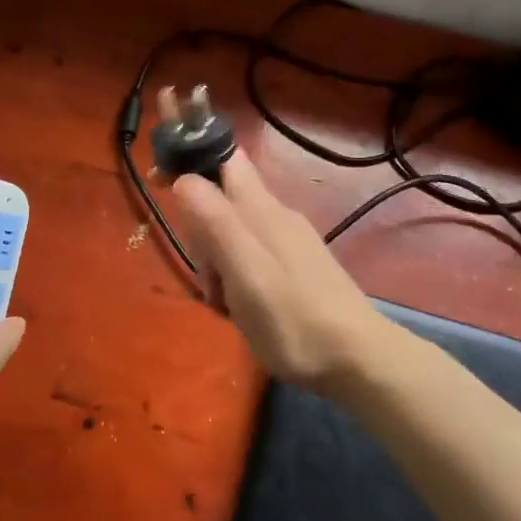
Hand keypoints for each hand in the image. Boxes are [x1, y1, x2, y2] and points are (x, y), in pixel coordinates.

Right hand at [171, 152, 387, 393]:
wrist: (358, 361)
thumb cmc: (293, 319)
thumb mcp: (246, 272)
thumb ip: (216, 223)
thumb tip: (184, 178)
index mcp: (262, 210)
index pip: (225, 158)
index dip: (193, 163)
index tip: (162, 185)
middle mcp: (276, 216)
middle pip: (223, 201)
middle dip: (201, 233)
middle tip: (209, 279)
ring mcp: (290, 242)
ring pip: (234, 233)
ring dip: (217, 262)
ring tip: (226, 304)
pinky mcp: (297, 267)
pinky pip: (251, 256)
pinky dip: (236, 277)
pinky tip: (243, 309)